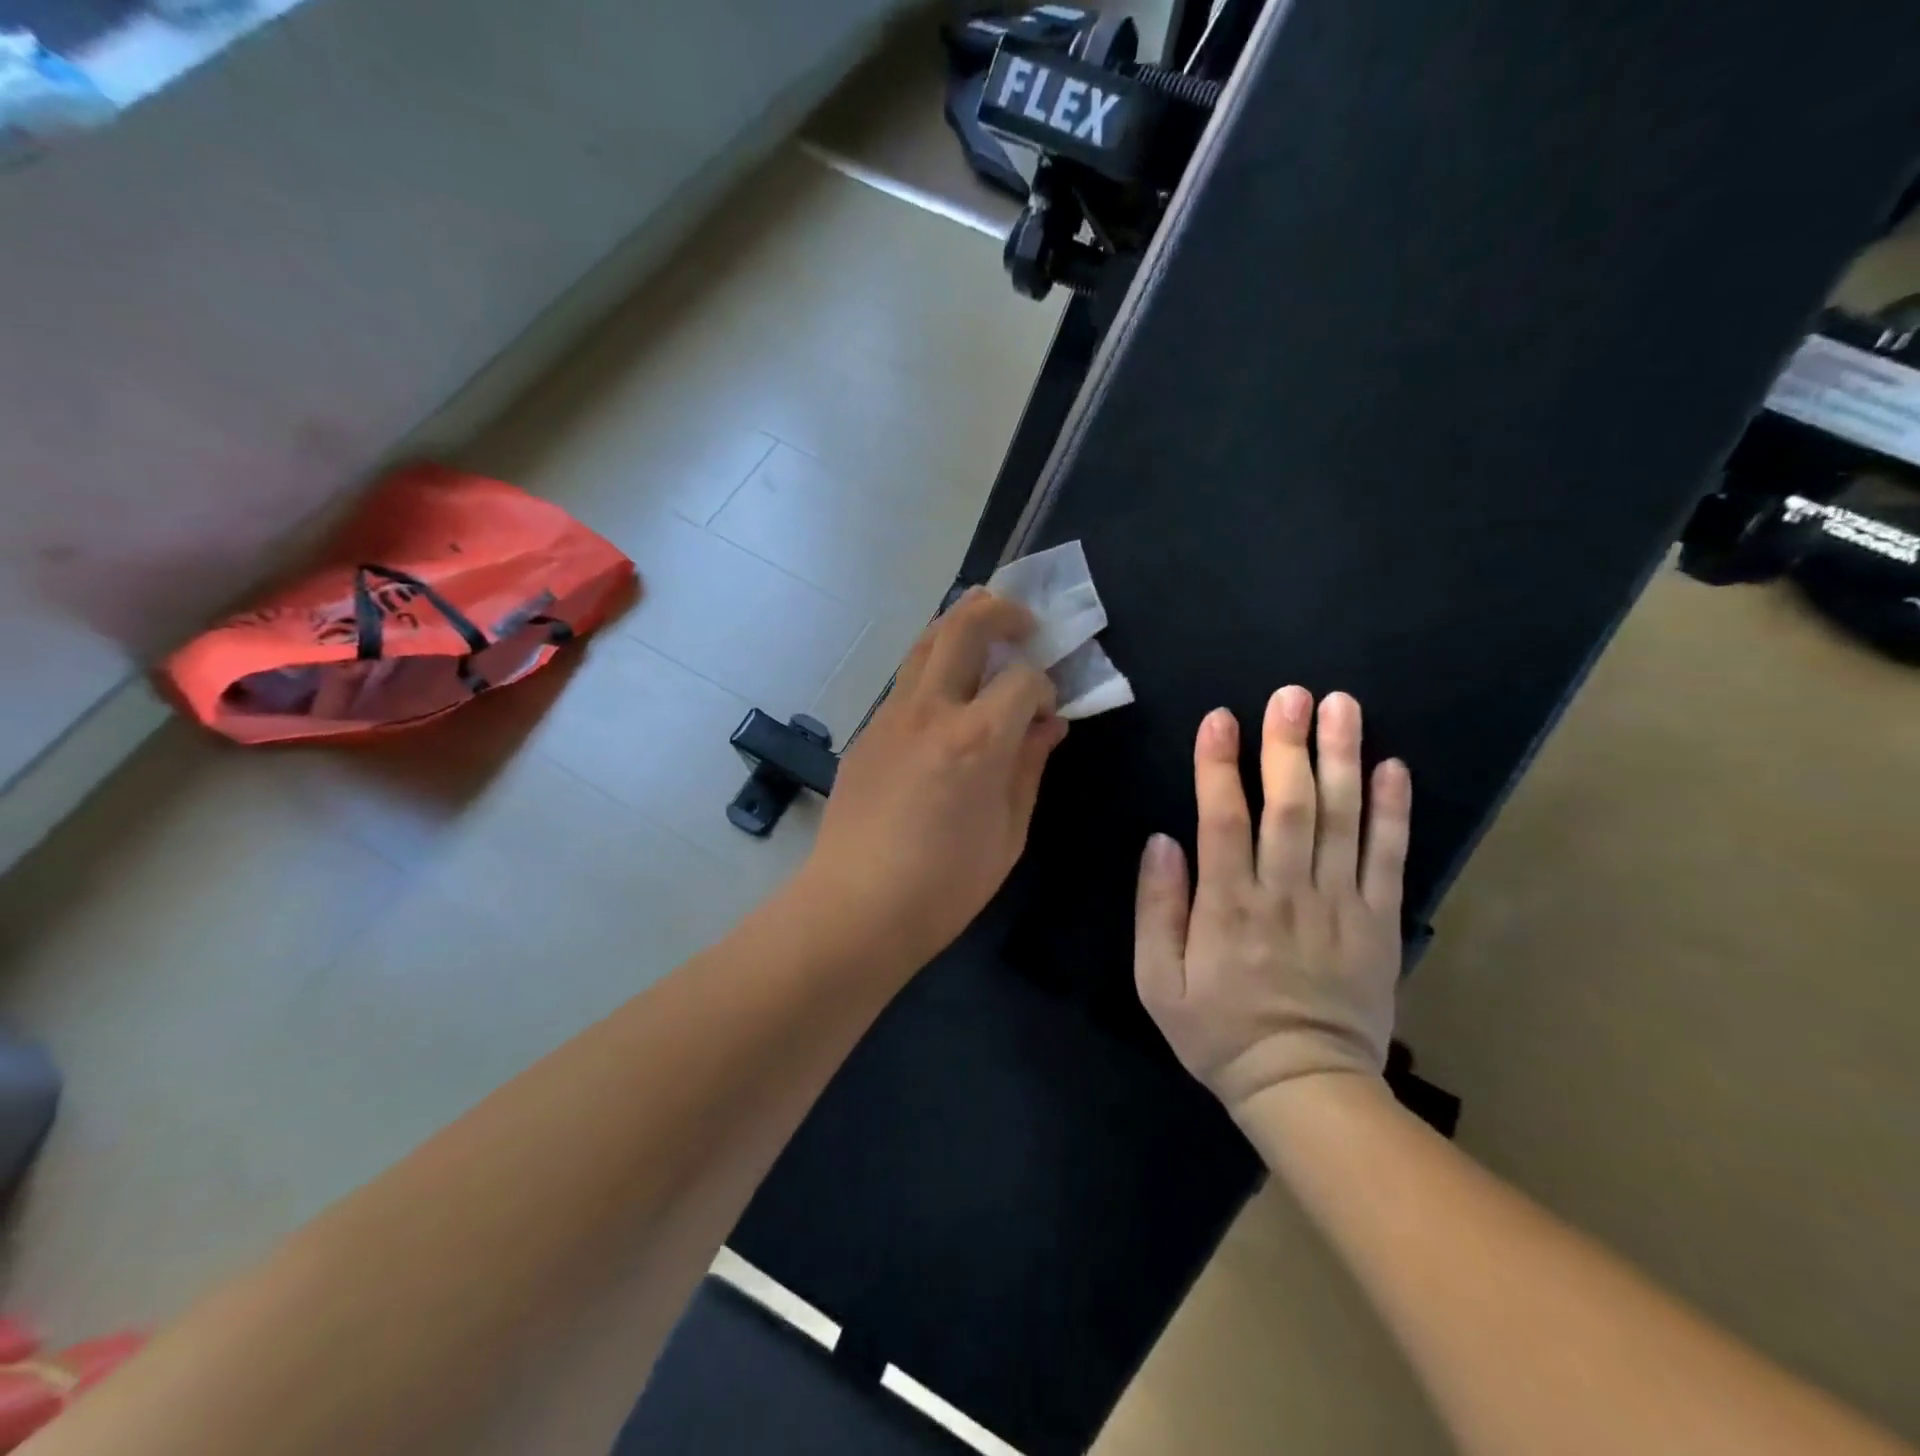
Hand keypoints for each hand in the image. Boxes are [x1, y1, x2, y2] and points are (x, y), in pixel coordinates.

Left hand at [794, 589, 1068, 973]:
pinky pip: (905, 681)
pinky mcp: (867, 731)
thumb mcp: (1009, 833)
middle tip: (1024, 624)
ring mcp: (891, 715)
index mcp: (977, 739)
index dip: (1045, 685)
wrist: (856, 906)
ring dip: (960, 627)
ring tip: (986, 640)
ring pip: (925, 642)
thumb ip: (1030, 767)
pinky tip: (946, 700)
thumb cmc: (945, 885)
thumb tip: (1049, 725)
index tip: (1049, 710)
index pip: (1023, 678)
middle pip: (964, 625)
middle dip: (1001, 611)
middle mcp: (931, 710)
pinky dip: (933, 668)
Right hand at [1134, 688, 1410, 1113]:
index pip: (1223, 821)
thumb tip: (1162, 841)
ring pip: (1341, 821)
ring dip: (1341, 760)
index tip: (1221, 718)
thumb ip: (1157, 908)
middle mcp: (1285, 895)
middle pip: (1290, 808)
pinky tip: (1391, 768)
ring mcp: (1339, 906)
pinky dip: (1392, 812)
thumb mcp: (1157, 982)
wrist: (1303, 1088)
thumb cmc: (1218, 1032)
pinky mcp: (1378, 922)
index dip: (1219, 767)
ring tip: (1342, 707)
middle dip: (1289, 746)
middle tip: (1292, 694)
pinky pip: (1388, 859)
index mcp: (1228, 908)